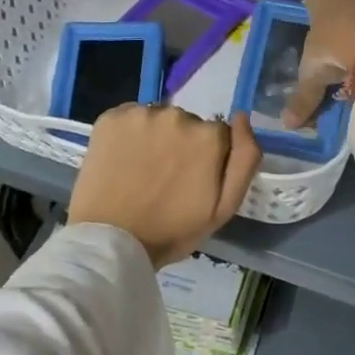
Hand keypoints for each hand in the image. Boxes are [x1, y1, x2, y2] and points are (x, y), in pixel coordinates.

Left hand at [69, 105, 261, 267]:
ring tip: (141, 171)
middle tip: (164, 179)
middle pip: (188, 124)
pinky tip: (122, 159)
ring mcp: (142, 114)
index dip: (207, 159)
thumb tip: (242, 117)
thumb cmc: (171, 230)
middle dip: (181, 145)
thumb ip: (244, 160)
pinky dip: (129, 133)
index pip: (218, 136)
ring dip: (155, 137)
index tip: (191, 181)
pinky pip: (130, 118)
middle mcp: (178, 115)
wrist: (110, 240)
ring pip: (158, 120)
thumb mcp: (224, 208)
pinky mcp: (111, 117)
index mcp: (209, 136)